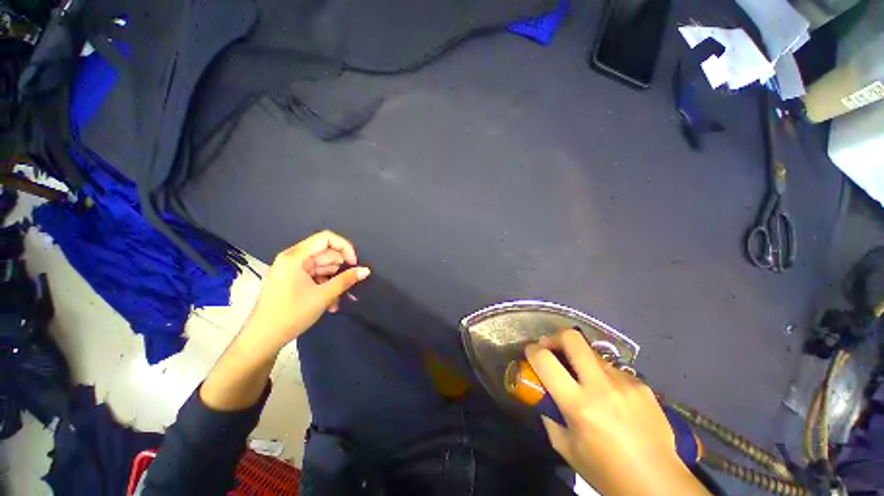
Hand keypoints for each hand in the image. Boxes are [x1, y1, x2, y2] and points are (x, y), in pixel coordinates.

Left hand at [244, 230, 370, 352]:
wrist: (262, 339)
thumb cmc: (291, 314)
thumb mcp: (323, 296)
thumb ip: (346, 280)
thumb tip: (366, 270)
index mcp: (296, 256)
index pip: (326, 238)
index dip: (345, 248)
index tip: (354, 264)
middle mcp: (293, 258)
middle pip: (326, 254)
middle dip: (340, 270)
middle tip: (348, 286)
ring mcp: (292, 270)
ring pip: (323, 268)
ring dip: (334, 282)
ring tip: (337, 301)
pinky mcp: (293, 280)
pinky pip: (316, 277)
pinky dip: (325, 287)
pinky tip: (331, 304)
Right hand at [526, 330, 705, 494]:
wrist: (659, 484)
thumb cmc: (605, 472)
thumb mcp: (565, 448)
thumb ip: (549, 414)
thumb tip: (542, 393)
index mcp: (579, 405)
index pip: (545, 360)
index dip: (531, 350)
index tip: (529, 352)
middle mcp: (602, 386)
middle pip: (572, 338)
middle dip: (555, 337)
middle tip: (550, 349)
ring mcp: (625, 382)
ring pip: (592, 353)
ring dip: (580, 360)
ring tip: (584, 380)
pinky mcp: (642, 384)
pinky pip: (613, 369)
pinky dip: (603, 376)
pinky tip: (611, 397)